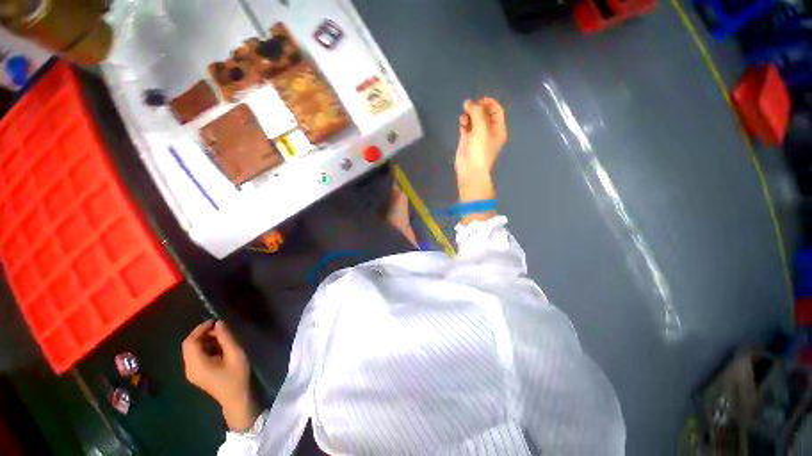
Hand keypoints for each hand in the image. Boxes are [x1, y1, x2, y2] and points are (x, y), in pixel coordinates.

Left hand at [182, 320, 258, 431]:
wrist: (236, 399)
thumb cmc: (237, 376)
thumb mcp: (235, 354)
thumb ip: (226, 338)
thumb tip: (219, 323)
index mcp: (196, 365)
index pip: (190, 342)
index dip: (200, 329)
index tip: (214, 321)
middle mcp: (189, 368)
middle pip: (188, 346)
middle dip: (202, 334)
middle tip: (220, 329)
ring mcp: (192, 373)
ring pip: (192, 350)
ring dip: (204, 340)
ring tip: (222, 337)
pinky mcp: (196, 374)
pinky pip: (196, 356)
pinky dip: (205, 348)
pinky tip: (219, 347)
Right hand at [455, 97, 506, 187]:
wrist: (470, 170)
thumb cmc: (480, 150)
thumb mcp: (481, 129)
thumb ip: (476, 113)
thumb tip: (469, 102)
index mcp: (498, 129)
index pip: (497, 111)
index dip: (490, 103)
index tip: (480, 99)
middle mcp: (489, 132)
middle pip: (484, 114)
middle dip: (478, 108)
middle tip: (470, 105)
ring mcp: (477, 136)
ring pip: (474, 120)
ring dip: (470, 114)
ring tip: (465, 112)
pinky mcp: (466, 141)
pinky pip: (466, 127)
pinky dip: (464, 122)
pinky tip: (462, 120)